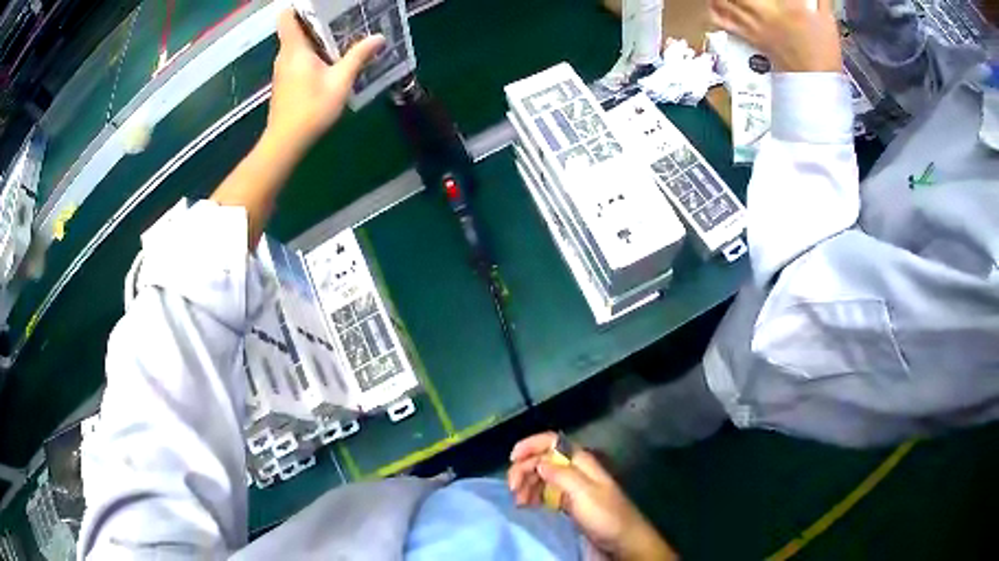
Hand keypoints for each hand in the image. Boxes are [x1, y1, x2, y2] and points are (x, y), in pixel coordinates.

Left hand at [264, 9, 384, 153]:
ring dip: (316, 38)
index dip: (299, 6)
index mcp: (295, 49)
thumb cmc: (311, 110)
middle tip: (342, 18)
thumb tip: (379, 37)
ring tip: (341, 36)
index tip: (320, 4)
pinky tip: (329, 60)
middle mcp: (285, 55)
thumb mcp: (340, 82)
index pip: (287, 17)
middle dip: (317, 20)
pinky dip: (312, 53)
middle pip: (296, 28)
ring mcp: (282, 69)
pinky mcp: (284, 82)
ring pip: (297, 44)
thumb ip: (358, 56)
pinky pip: (297, 58)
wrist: (286, 143)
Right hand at [508, 432, 676, 560]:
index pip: (552, 442)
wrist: (623, 540)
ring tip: (518, 502)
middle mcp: (575, 470)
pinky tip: (526, 505)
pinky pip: (545, 493)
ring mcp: (572, 486)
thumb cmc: (606, 515)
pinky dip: (533, 496)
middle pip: (543, 459)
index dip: (530, 445)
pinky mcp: (569, 502)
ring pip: (541, 476)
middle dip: (524, 470)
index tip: (512, 459)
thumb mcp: (584, 494)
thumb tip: (538, 462)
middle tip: (512, 490)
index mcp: (581, 461)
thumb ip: (561, 475)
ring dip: (526, 485)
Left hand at [709, 0, 841, 72]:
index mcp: (788, 5)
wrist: (816, 81)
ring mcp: (754, 25)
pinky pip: (724, 22)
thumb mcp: (827, 17)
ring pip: (725, 2)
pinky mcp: (749, 37)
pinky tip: (713, 5)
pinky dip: (714, 11)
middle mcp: (765, 11)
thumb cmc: (824, 49)